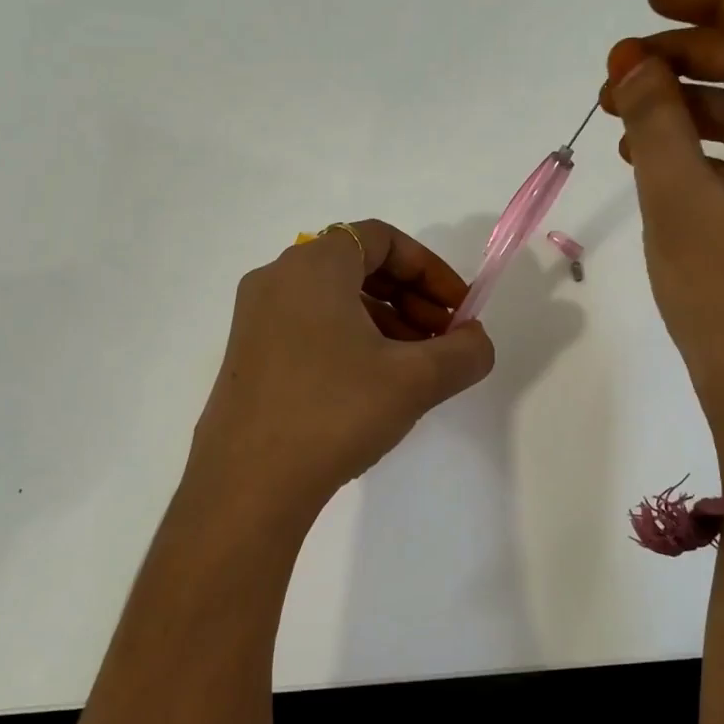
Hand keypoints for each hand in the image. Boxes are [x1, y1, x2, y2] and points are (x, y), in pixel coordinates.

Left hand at [188, 220, 495, 518]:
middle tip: (442, 340)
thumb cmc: (335, 412)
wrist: (248, 484)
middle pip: (358, 266)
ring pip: (334, 300)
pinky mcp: (248, 355)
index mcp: (313, 266)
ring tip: (414, 369)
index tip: (459, 311)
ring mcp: (255, 318)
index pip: (382, 239)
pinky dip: (349, 341)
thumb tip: (475, 342)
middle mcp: (277, 278)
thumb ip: (463, 352)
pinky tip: (371, 387)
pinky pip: (310, 327)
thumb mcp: (415, 380)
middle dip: (411, 298)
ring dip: (384, 323)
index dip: (430, 269)